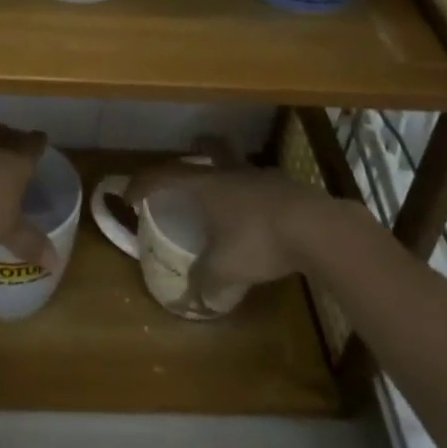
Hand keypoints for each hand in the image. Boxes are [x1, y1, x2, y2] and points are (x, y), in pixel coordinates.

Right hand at [125, 163, 342, 298]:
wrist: (317, 227)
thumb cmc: (259, 241)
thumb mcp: (225, 268)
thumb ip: (205, 281)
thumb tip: (190, 299)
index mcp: (207, 186)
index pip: (166, 176)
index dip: (144, 183)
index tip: (129, 194)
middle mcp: (231, 173)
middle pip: (210, 149)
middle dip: (198, 150)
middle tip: (191, 154)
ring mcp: (262, 176)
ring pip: (238, 165)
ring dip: (229, 174)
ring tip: (228, 195)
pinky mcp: (288, 187)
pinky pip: (262, 185)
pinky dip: (254, 195)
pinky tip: (260, 215)